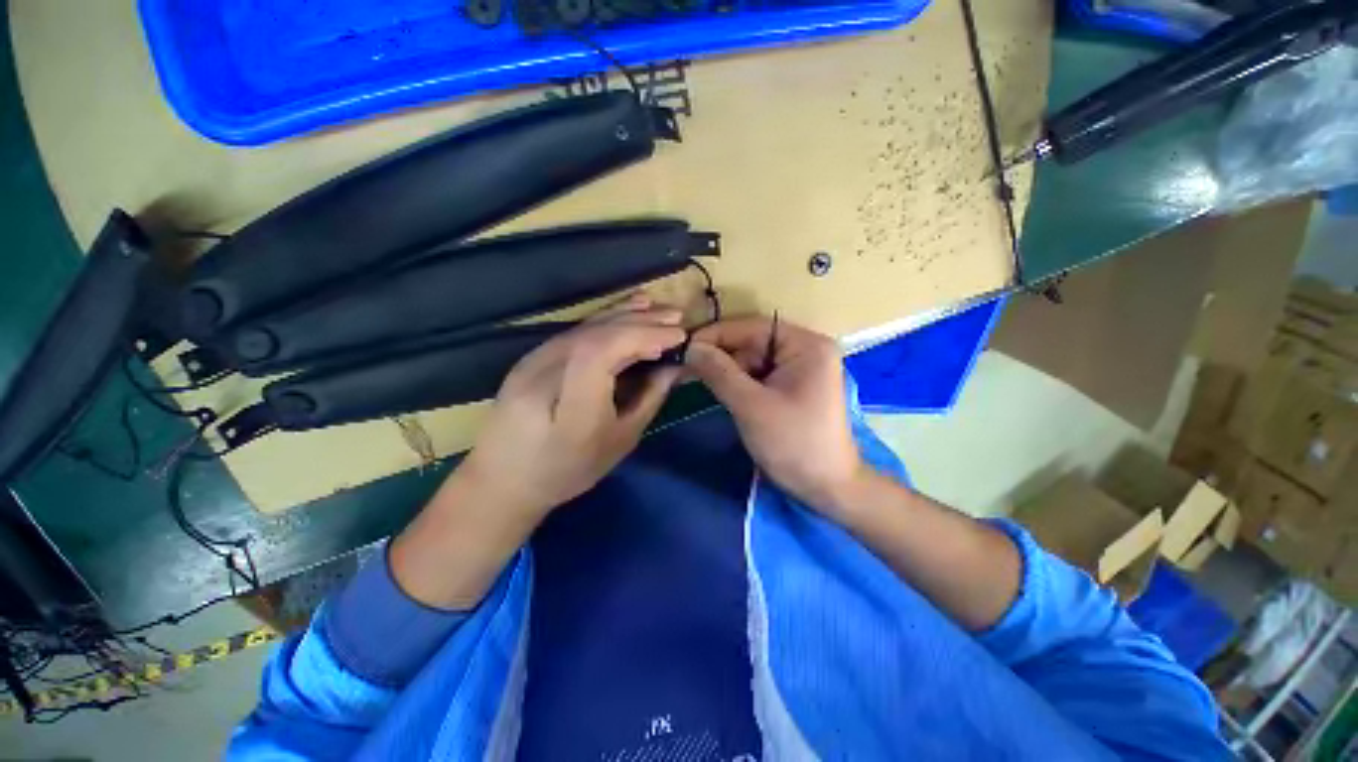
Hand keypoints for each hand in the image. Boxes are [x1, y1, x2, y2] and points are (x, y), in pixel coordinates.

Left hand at [459, 296, 686, 520]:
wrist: (505, 479)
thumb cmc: (569, 469)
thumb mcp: (620, 442)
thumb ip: (649, 399)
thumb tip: (673, 367)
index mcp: (570, 407)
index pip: (602, 352)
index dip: (642, 336)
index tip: (678, 335)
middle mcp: (545, 375)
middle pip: (596, 334)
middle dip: (641, 322)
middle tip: (677, 318)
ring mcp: (532, 361)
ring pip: (585, 327)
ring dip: (625, 315)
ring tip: (658, 309)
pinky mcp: (532, 357)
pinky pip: (575, 332)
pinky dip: (605, 320)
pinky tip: (626, 314)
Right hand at [685, 316, 866, 514]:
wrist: (827, 488)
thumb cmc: (794, 444)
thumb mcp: (752, 406)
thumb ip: (719, 372)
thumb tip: (690, 347)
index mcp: (805, 345)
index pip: (754, 327)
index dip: (717, 334)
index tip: (684, 345)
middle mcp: (805, 349)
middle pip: (753, 341)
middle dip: (719, 353)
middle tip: (684, 365)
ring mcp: (799, 368)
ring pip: (752, 359)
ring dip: (724, 368)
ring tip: (692, 376)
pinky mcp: (791, 386)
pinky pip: (757, 375)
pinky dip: (736, 381)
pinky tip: (715, 387)